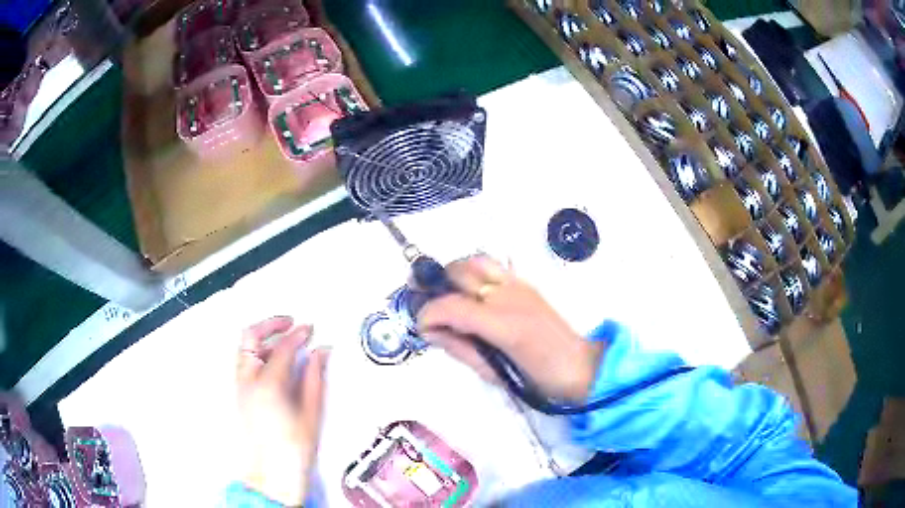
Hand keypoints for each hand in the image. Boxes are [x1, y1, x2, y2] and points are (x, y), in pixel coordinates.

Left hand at [236, 317, 329, 505]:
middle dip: (271, 323)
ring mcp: (239, 386)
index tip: (310, 329)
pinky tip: (273, 360)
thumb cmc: (294, 449)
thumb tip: (321, 352)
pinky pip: (243, 361)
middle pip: (251, 336)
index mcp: (268, 385)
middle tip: (290, 322)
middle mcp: (248, 380)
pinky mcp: (238, 393)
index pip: (283, 347)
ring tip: (284, 341)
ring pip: (244, 347)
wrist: (271, 473)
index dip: (298, 334)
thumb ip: (315, 377)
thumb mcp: (312, 413)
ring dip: (263, 337)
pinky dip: (257, 352)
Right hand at [417, 256, 602, 401]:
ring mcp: (519, 285)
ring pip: (477, 262)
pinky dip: (474, 273)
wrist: (580, 367)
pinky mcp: (526, 284)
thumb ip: (460, 348)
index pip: (453, 306)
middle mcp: (509, 296)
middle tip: (426, 303)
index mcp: (503, 325)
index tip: (420, 326)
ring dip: (455, 273)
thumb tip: (432, 332)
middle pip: (461, 272)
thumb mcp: (493, 373)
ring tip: (445, 293)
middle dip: (436, 284)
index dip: (429, 313)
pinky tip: (471, 293)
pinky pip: (493, 267)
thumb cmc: (537, 379)